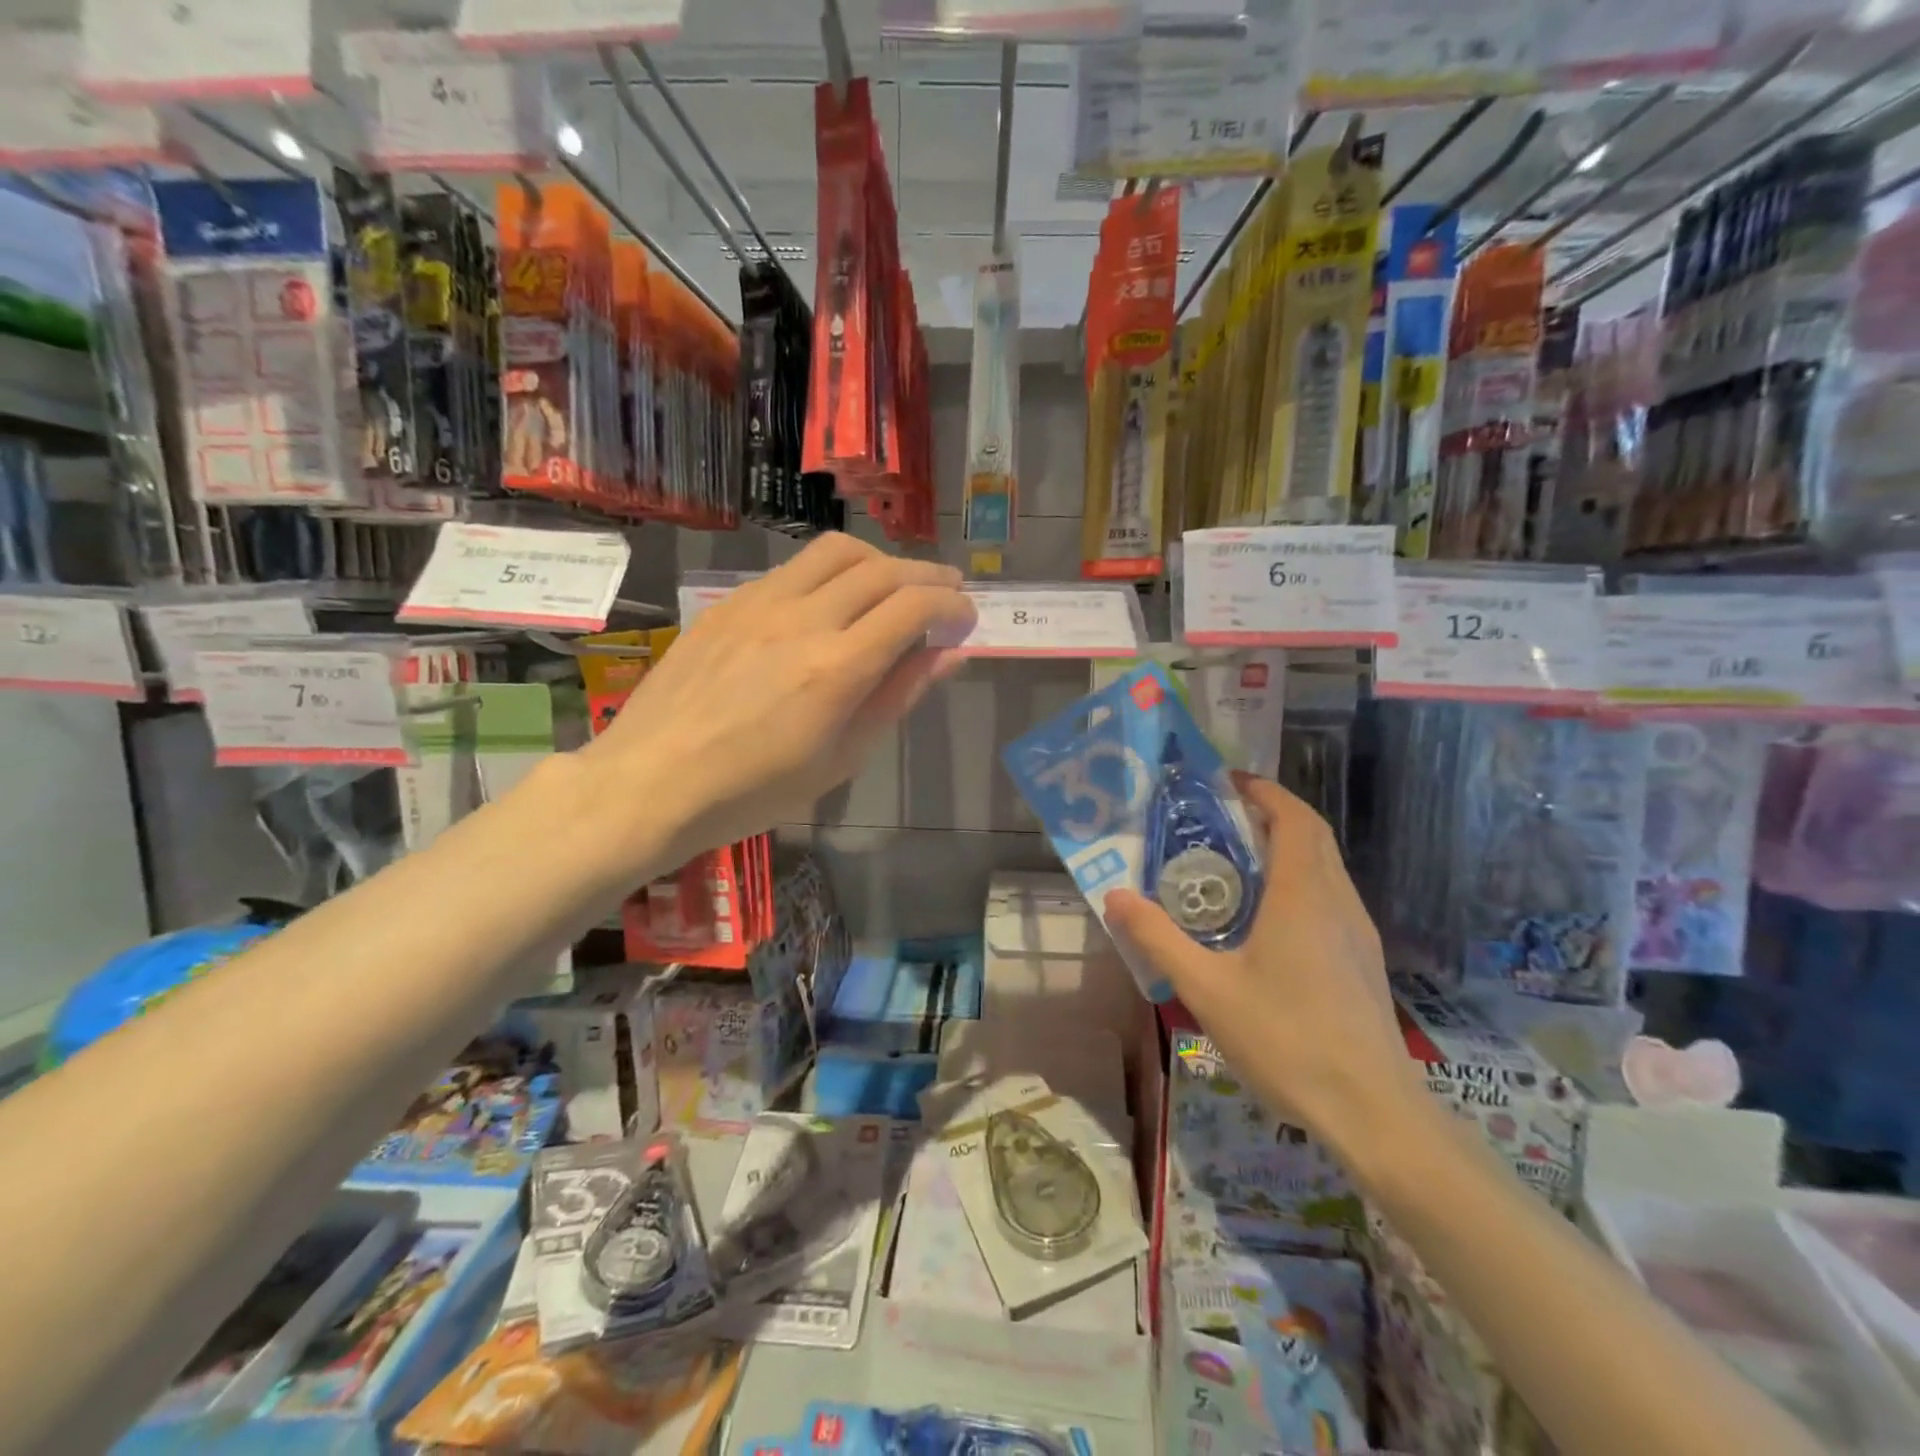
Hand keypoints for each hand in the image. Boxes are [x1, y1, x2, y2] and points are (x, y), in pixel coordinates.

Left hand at [583, 533, 974, 869]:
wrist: (652, 781)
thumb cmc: (754, 790)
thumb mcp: (841, 757)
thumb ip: (897, 696)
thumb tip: (948, 655)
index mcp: (837, 667)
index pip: (913, 606)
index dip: (952, 605)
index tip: (966, 619)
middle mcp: (802, 619)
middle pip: (882, 568)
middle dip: (928, 574)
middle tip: (948, 592)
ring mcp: (760, 603)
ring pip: (836, 552)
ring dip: (880, 560)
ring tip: (895, 585)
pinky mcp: (729, 603)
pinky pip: (793, 569)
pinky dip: (831, 574)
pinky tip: (832, 602)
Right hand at [1104, 775, 1424, 1152]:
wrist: (1373, 1111)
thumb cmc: (1287, 1039)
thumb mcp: (1207, 989)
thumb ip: (1159, 939)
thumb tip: (1114, 896)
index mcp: (1303, 895)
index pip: (1293, 818)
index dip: (1264, 791)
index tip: (1227, 782)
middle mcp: (1336, 900)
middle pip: (1311, 835)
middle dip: (1271, 813)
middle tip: (1221, 817)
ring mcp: (1356, 931)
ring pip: (1324, 866)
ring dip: (1286, 847)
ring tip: (1235, 862)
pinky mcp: (1361, 959)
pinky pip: (1328, 896)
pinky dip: (1298, 881)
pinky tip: (1265, 919)